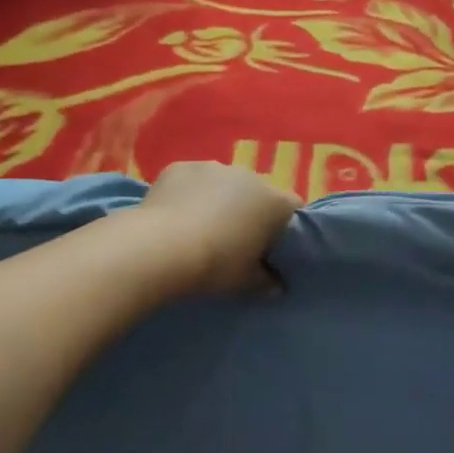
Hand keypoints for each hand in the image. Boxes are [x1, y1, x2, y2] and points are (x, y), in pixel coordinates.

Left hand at [135, 162, 300, 293]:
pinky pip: (192, 180)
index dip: (286, 228)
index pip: (294, 208)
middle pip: (257, 193)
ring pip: (224, 183)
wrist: (160, 248)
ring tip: (200, 228)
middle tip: (235, 241)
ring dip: (219, 200)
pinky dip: (189, 194)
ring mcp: (213, 167)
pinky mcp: (181, 166)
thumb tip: (277, 286)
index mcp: (274, 201)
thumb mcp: (246, 282)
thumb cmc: (215, 265)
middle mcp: (248, 176)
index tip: (273, 248)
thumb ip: (267, 282)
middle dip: (250, 212)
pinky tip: (176, 217)